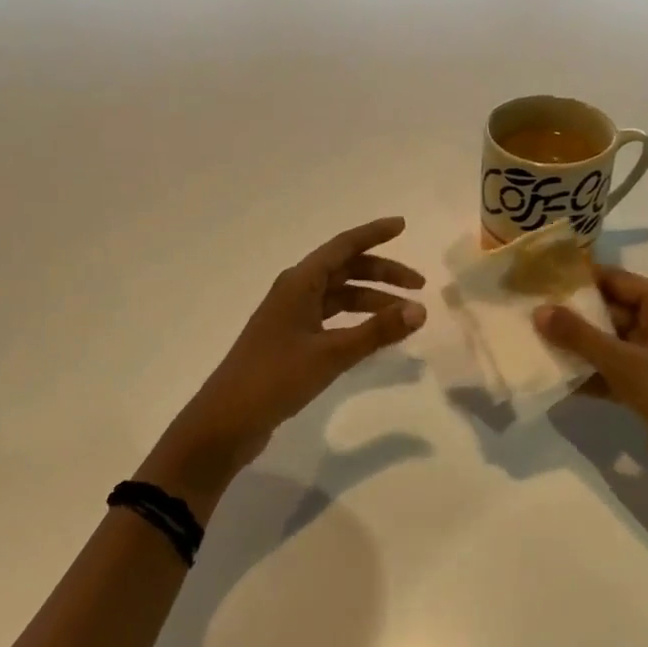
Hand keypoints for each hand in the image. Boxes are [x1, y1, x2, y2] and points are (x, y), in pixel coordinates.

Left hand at [141, 217, 426, 514]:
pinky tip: (372, 335)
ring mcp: (290, 316)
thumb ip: (377, 331)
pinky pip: (331, 317)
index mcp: (300, 283)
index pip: (344, 246)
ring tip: (404, 315)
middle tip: (418, 285)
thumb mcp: (332, 354)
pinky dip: (355, 320)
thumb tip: (420, 309)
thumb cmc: (276, 377)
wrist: (227, 420)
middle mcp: (294, 291)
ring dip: (371, 299)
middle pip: (344, 269)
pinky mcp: (290, 340)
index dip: (374, 233)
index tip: (403, 225)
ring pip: (339, 295)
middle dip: (382, 273)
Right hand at [534, 267, 647, 504]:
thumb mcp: (625, 364)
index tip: (540, 278)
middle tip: (528, 310)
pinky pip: (611, 373)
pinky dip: (587, 375)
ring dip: (576, 346)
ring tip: (532, 340)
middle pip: (611, 311)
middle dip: (572, 314)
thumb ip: (580, 336)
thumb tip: (538, 311)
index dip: (581, 278)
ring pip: (608, 344)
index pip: (618, 280)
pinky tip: (554, 378)